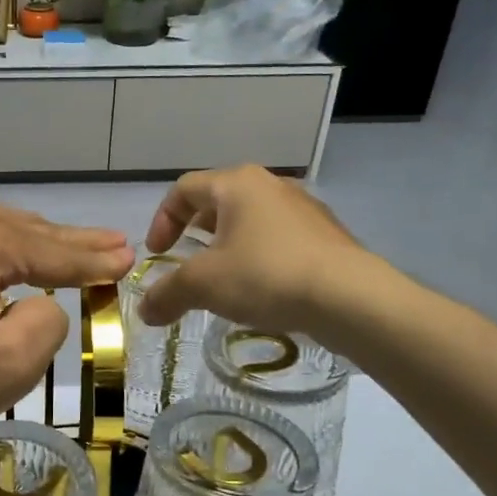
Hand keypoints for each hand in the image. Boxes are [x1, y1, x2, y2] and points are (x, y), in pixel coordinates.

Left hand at [0, 205, 133, 472]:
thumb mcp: (6, 366)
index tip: (128, 257)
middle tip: (107, 246)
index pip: (54, 250)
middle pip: (21, 230)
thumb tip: (39, 305)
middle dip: (66, 243)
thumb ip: (46, 323)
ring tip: (58, 252)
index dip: (94, 259)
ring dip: (24, 246)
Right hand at [138, 166, 367, 335]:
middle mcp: (270, 185)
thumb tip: (145, 311)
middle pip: (218, 202)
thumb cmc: (266, 276)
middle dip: (195, 233)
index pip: (184, 189)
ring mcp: (303, 208)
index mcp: (236, 184)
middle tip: (186, 263)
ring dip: (228, 247)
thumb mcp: (204, 286)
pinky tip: (262, 291)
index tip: (158, 254)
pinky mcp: (326, 235)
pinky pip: (278, 240)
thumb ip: (167, 294)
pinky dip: (259, 258)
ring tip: (223, 280)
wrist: (351, 298)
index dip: (162, 220)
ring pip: (250, 221)